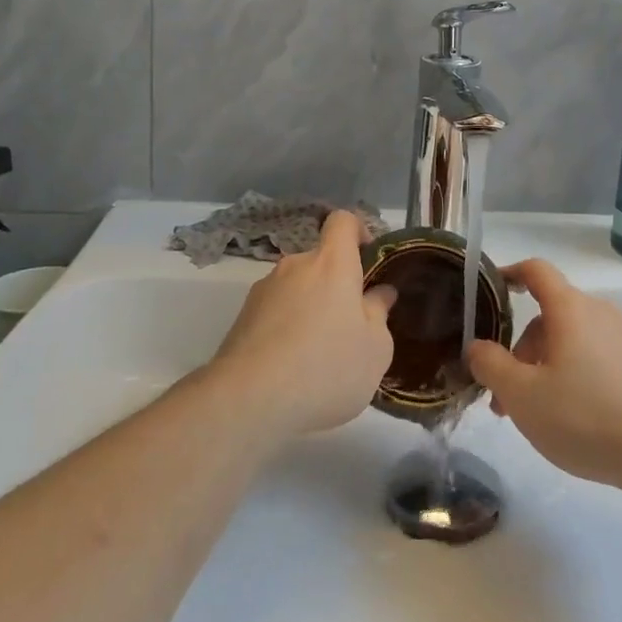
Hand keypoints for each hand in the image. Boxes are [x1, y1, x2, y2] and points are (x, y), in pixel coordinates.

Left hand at [208, 210, 396, 438]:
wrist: (248, 400)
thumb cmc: (326, 367)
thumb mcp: (375, 349)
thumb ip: (379, 314)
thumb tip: (379, 293)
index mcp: (332, 263)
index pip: (343, 221)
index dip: (359, 232)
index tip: (370, 261)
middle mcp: (295, 266)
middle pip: (321, 261)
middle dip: (337, 285)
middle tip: (350, 325)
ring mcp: (264, 290)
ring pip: (297, 288)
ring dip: (311, 308)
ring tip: (319, 354)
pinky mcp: (242, 318)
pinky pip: (276, 312)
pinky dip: (287, 328)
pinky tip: (293, 367)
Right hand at [466, 259, 621, 495]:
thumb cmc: (588, 416)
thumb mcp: (523, 397)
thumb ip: (492, 367)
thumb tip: (478, 346)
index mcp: (570, 309)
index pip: (535, 271)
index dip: (509, 273)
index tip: (490, 290)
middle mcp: (599, 314)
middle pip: (549, 317)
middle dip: (520, 351)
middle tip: (504, 398)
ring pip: (571, 343)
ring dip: (544, 370)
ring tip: (534, 418)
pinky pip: (595, 361)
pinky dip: (573, 379)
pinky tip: (573, 421)